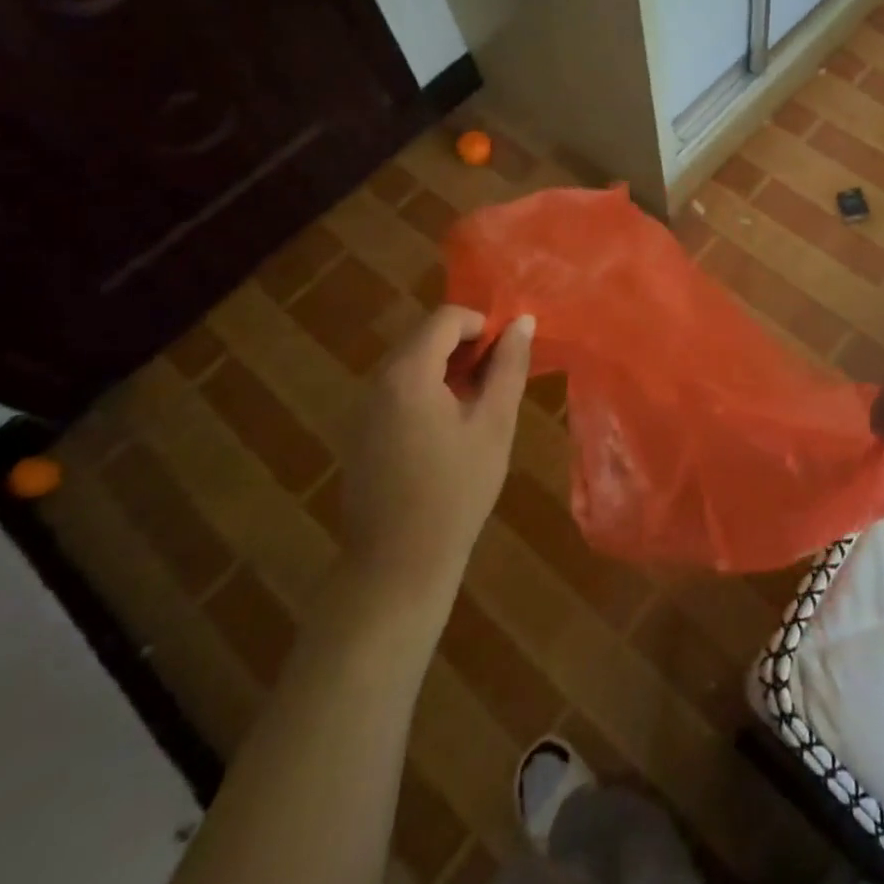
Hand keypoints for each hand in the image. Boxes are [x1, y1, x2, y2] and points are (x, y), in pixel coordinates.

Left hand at [340, 305, 534, 587]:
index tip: (508, 357)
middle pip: (426, 337)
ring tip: (479, 404)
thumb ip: (509, 367)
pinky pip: (398, 390)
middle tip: (499, 380)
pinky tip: (449, 430)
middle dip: (467, 346)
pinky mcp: (361, 431)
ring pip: (412, 363)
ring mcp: (363, 407)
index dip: (484, 325)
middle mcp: (377, 381)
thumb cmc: (457, 490)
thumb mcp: (494, 424)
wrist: (398, 564)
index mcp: (408, 373)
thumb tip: (522, 322)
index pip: (447, 318)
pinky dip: (428, 390)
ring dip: (449, 368)